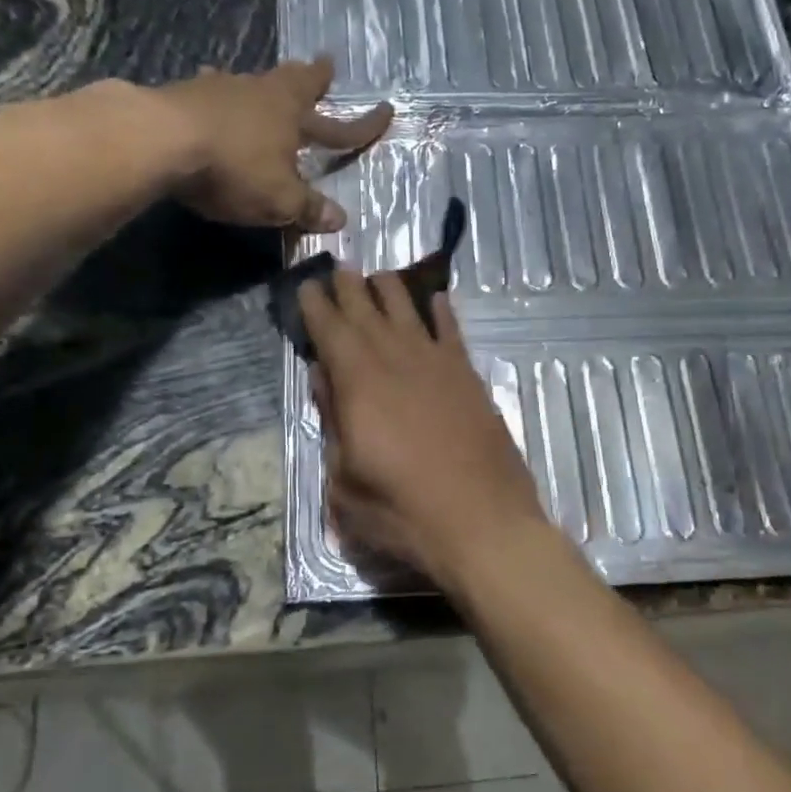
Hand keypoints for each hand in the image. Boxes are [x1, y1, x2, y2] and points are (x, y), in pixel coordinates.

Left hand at [154, 57, 390, 231]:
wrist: (160, 139)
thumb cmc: (234, 167)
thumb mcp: (279, 199)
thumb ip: (308, 208)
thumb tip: (339, 219)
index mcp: (292, 115)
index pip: (338, 126)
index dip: (363, 125)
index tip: (387, 110)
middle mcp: (260, 92)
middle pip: (293, 80)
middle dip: (311, 77)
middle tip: (323, 66)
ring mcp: (219, 88)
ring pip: (249, 83)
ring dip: (259, 88)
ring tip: (258, 87)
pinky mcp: (183, 94)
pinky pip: (209, 93)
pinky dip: (216, 98)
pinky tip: (206, 98)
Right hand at [299, 267, 551, 591]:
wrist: (484, 523)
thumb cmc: (403, 512)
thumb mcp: (345, 482)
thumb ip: (333, 423)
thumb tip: (323, 377)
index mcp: (359, 382)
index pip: (330, 328)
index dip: (316, 304)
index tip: (307, 284)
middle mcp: (397, 359)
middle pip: (367, 309)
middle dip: (348, 286)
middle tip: (337, 268)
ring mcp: (438, 364)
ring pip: (409, 309)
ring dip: (390, 288)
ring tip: (377, 276)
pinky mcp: (469, 377)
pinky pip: (452, 331)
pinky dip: (441, 312)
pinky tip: (436, 300)